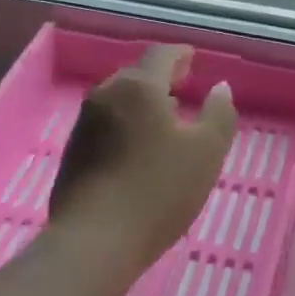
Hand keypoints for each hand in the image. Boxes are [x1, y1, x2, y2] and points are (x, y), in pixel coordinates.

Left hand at [47, 45, 237, 279]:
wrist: (94, 240)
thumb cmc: (158, 191)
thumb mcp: (206, 153)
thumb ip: (219, 115)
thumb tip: (220, 88)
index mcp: (139, 87)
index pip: (161, 55)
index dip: (180, 55)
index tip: (193, 59)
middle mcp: (106, 95)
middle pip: (136, 75)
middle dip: (160, 78)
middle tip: (182, 86)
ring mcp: (84, 124)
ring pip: (118, 101)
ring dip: (142, 103)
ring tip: (164, 118)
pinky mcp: (73, 153)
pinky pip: (106, 125)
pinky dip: (126, 125)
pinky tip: (138, 149)